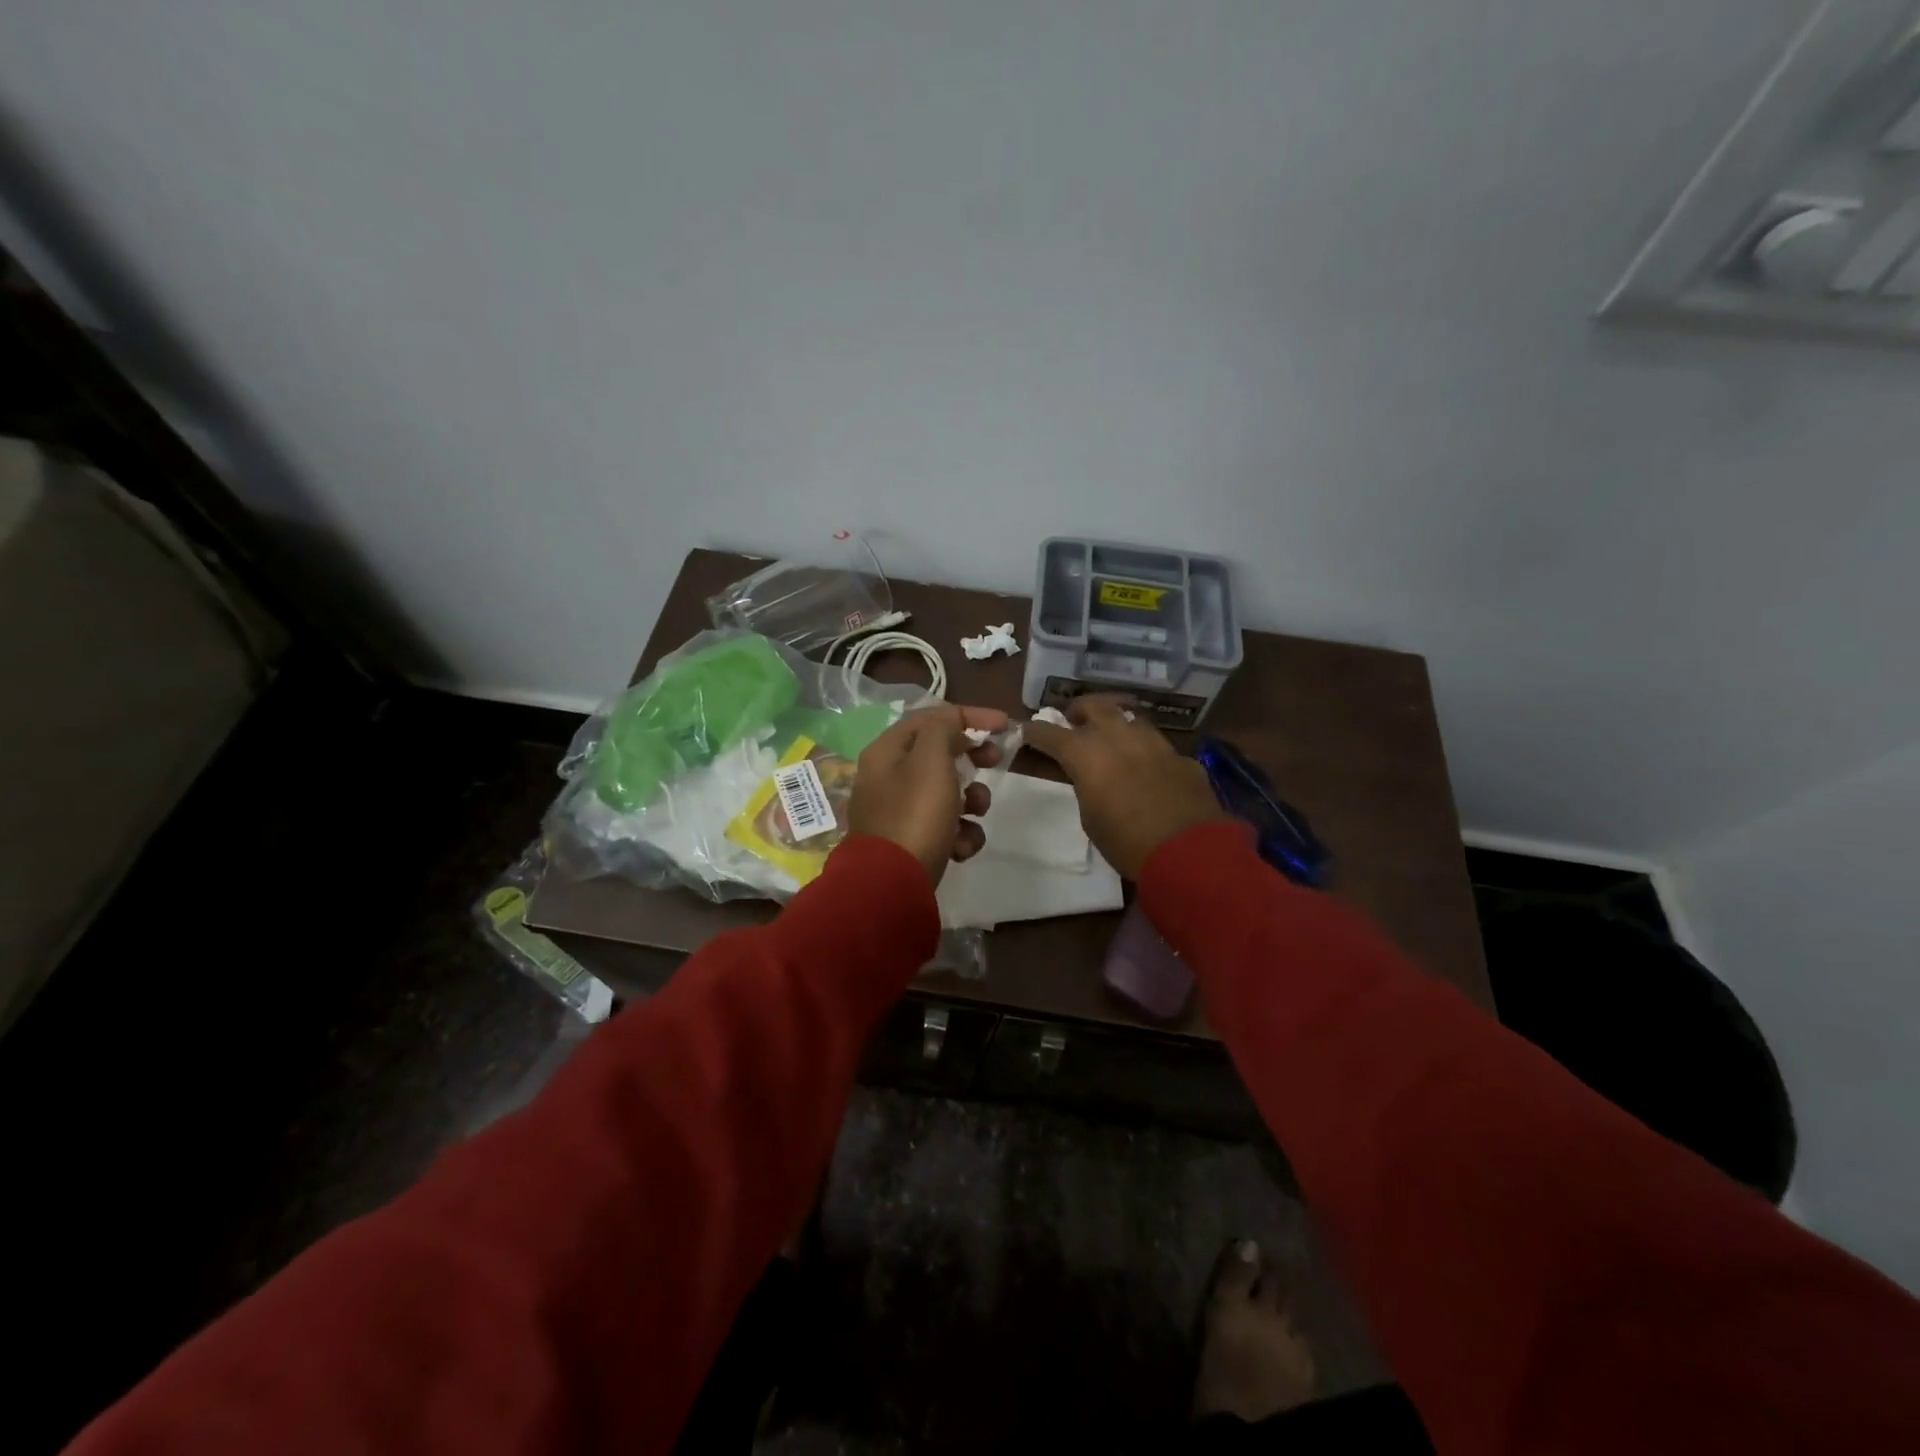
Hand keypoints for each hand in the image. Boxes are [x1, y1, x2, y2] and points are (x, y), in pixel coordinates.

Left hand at [849, 703, 1008, 885]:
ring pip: (946, 792)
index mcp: (887, 751)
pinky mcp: (910, 843)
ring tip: (975, 814)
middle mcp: (888, 777)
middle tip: (995, 763)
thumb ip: (944, 730)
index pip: (931, 718)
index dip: (970, 716)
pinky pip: (943, 827)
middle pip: (939, 754)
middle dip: (972, 759)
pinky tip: (961, 848)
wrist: (891, 885)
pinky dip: (959, 834)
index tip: (1004, 726)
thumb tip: (952, 727)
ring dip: (971, 801)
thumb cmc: (915, 815)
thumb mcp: (931, 760)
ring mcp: (897, 812)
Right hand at [1022, 695, 1226, 878]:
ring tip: (1113, 738)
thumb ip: (1088, 786)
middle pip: (1095, 706)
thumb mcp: (1091, 818)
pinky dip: (1146, 751)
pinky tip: (1150, 769)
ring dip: (1117, 724)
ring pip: (1131, 718)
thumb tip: (1095, 777)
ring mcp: (1155, 743)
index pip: (1051, 733)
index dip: (1036, 731)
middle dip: (1080, 710)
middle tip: (1075, 721)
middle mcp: (1119, 737)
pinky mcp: (1182, 757)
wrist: (1190, 851)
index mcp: (1087, 754)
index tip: (1027, 730)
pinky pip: (1158, 746)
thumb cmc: (1127, 842)